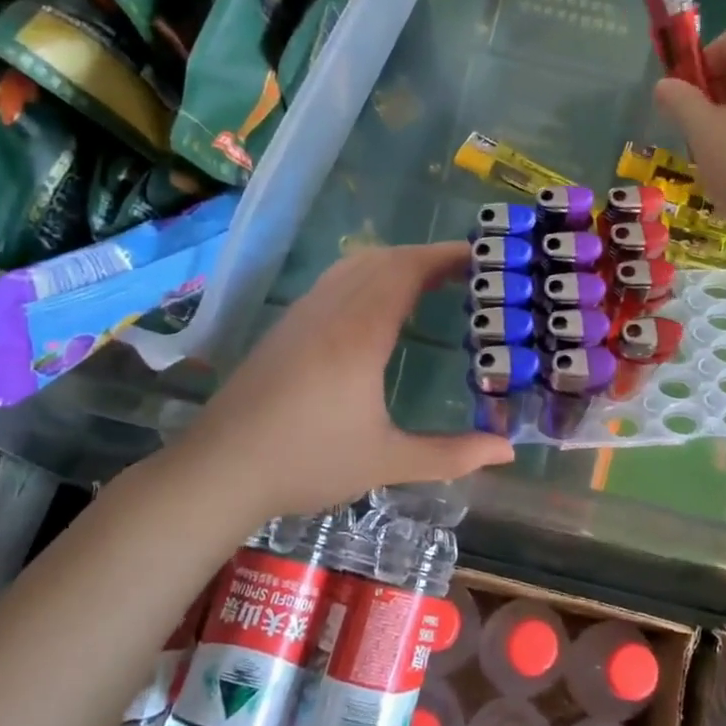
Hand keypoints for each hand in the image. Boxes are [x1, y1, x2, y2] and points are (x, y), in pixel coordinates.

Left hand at [162, 243, 514, 517]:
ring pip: (355, 265)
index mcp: (360, 332)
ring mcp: (303, 314)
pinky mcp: (286, 326)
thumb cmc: (306, 462)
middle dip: (427, 256)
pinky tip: (378, 304)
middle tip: (467, 271)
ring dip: (396, 262)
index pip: (407, 271)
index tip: (481, 255)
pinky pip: (335, 280)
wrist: (218, 470)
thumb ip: (450, 454)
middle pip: (383, 259)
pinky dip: (369, 275)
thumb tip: (507, 451)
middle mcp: (331, 310)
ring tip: (430, 281)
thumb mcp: (386, 462)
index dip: (445, 256)